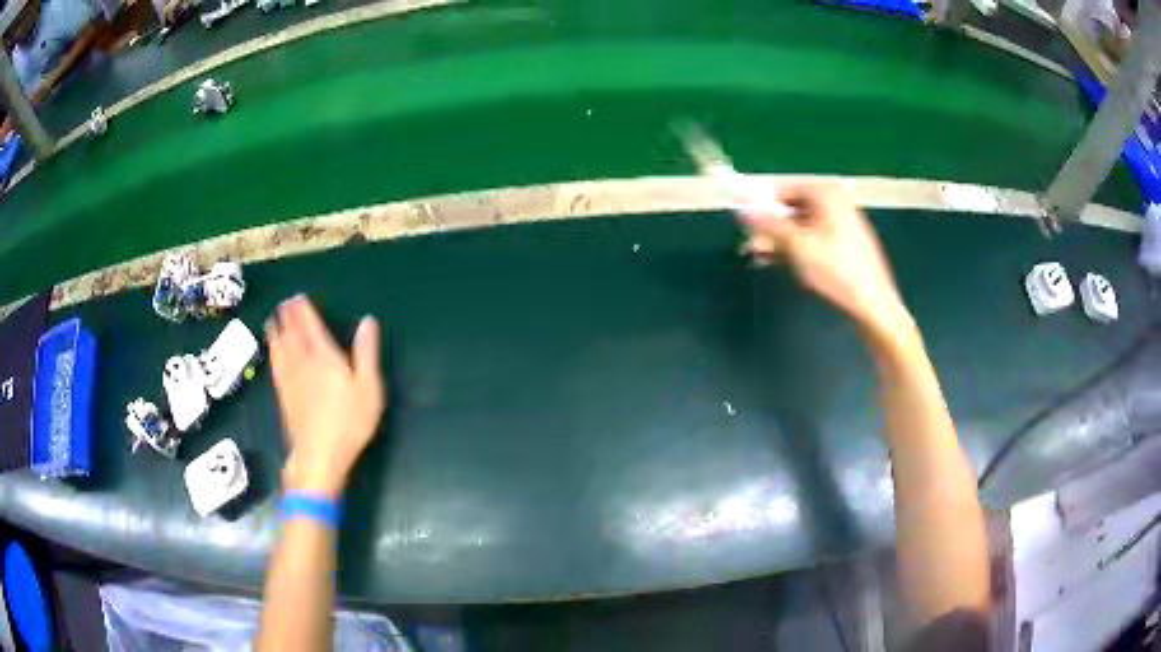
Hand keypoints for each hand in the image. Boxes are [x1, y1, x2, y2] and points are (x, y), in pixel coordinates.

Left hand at [266, 296, 385, 497]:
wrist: (320, 454)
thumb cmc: (349, 422)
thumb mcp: (368, 387)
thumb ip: (367, 352)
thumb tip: (368, 321)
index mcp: (325, 357)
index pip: (311, 327)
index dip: (304, 311)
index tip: (298, 297)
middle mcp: (303, 363)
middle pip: (292, 334)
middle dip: (288, 317)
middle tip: (284, 303)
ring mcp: (290, 380)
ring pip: (280, 348)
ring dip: (276, 332)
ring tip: (272, 320)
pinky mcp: (284, 396)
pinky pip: (275, 366)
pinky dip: (273, 353)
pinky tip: (272, 352)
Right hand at [739, 183, 911, 341]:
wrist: (874, 305)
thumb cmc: (836, 271)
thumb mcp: (797, 246)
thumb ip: (768, 225)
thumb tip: (742, 209)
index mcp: (826, 194)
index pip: (782, 190)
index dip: (761, 206)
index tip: (744, 225)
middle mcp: (836, 201)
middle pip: (792, 208)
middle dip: (770, 227)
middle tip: (751, 246)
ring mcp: (843, 222)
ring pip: (803, 225)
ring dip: (781, 240)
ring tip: (762, 257)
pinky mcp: (847, 243)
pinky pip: (815, 237)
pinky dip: (798, 247)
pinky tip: (783, 262)